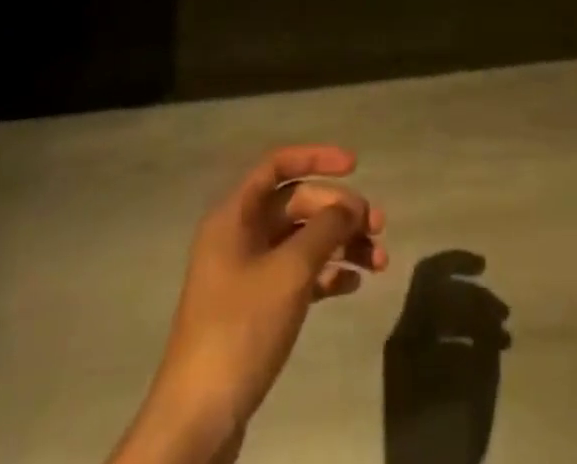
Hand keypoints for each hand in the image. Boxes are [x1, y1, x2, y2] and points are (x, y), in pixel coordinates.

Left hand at [121, 145, 387, 463]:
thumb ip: (324, 230)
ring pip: (301, 241)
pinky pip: (298, 275)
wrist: (198, 419)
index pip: (277, 164)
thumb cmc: (241, 329)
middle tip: (378, 226)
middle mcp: (239, 235)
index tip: (355, 165)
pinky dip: (326, 275)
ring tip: (379, 261)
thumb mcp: (289, 272)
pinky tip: (354, 284)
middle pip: (296, 204)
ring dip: (340, 245)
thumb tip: (351, 205)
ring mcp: (247, 273)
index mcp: (235, 215)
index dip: (316, 158)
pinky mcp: (256, 308)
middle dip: (338, 211)